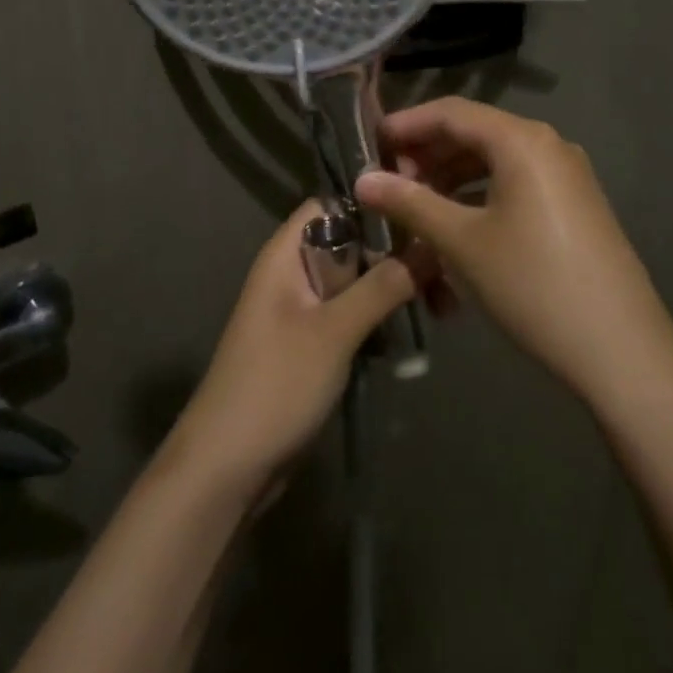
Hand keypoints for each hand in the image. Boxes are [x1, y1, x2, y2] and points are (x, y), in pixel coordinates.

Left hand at [165, 202, 421, 499]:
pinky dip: (380, 320)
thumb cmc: (276, 385)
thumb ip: (381, 286)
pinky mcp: (312, 345)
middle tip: (446, 278)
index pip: (332, 204)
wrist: (227, 467)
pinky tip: (413, 334)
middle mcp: (293, 273)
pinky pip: (352, 316)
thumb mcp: (333, 331)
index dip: (374, 205)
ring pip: (356, 283)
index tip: (423, 217)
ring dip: (394, 291)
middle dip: (396, 256)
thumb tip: (429, 245)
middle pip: (351, 244)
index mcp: (286, 255)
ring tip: (442, 309)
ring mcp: (302, 311)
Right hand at [357, 98, 672, 401]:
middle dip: (427, 154)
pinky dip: (480, 194)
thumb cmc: (532, 285)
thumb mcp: (462, 242)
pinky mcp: (575, 204)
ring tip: (416, 207)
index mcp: (522, 140)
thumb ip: (410, 203)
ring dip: (451, 177)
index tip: (369, 146)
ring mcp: (567, 175)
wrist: (620, 348)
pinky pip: (517, 183)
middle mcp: (548, 145)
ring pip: (495, 160)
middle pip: (474, 133)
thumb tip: (362, 179)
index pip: (451, 113)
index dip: (406, 125)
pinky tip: (458, 224)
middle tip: (388, 184)